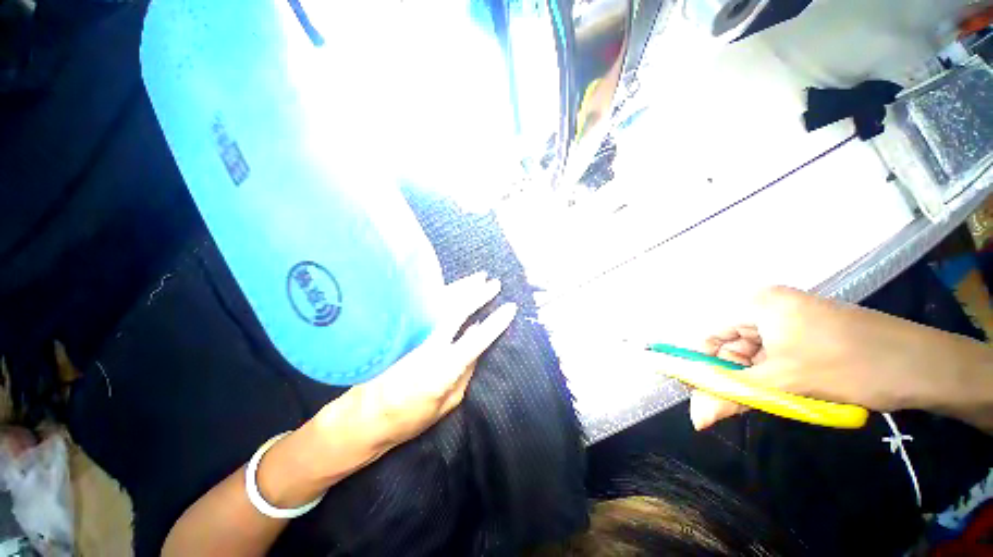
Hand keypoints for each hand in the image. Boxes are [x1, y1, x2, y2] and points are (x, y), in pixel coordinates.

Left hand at [313, 272, 515, 453]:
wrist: (364, 417)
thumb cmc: (411, 417)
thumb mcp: (448, 403)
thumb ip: (466, 369)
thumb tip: (477, 335)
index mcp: (441, 373)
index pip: (475, 342)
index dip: (494, 323)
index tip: (510, 308)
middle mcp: (426, 349)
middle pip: (455, 313)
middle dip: (477, 295)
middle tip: (494, 283)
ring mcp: (410, 337)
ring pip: (439, 304)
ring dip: (461, 288)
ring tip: (478, 277)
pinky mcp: (400, 331)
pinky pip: (424, 305)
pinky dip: (441, 293)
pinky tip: (452, 285)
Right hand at [689, 286, 976, 429]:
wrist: (922, 365)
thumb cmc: (849, 364)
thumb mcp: (785, 382)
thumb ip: (733, 396)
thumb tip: (695, 419)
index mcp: (755, 304)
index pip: (709, 334)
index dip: (701, 364)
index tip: (702, 394)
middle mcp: (767, 307)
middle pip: (731, 344)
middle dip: (732, 375)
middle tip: (736, 406)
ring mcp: (789, 319)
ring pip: (754, 353)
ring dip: (755, 379)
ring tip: (769, 401)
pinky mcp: (806, 334)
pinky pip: (774, 356)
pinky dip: (773, 377)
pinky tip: (785, 394)